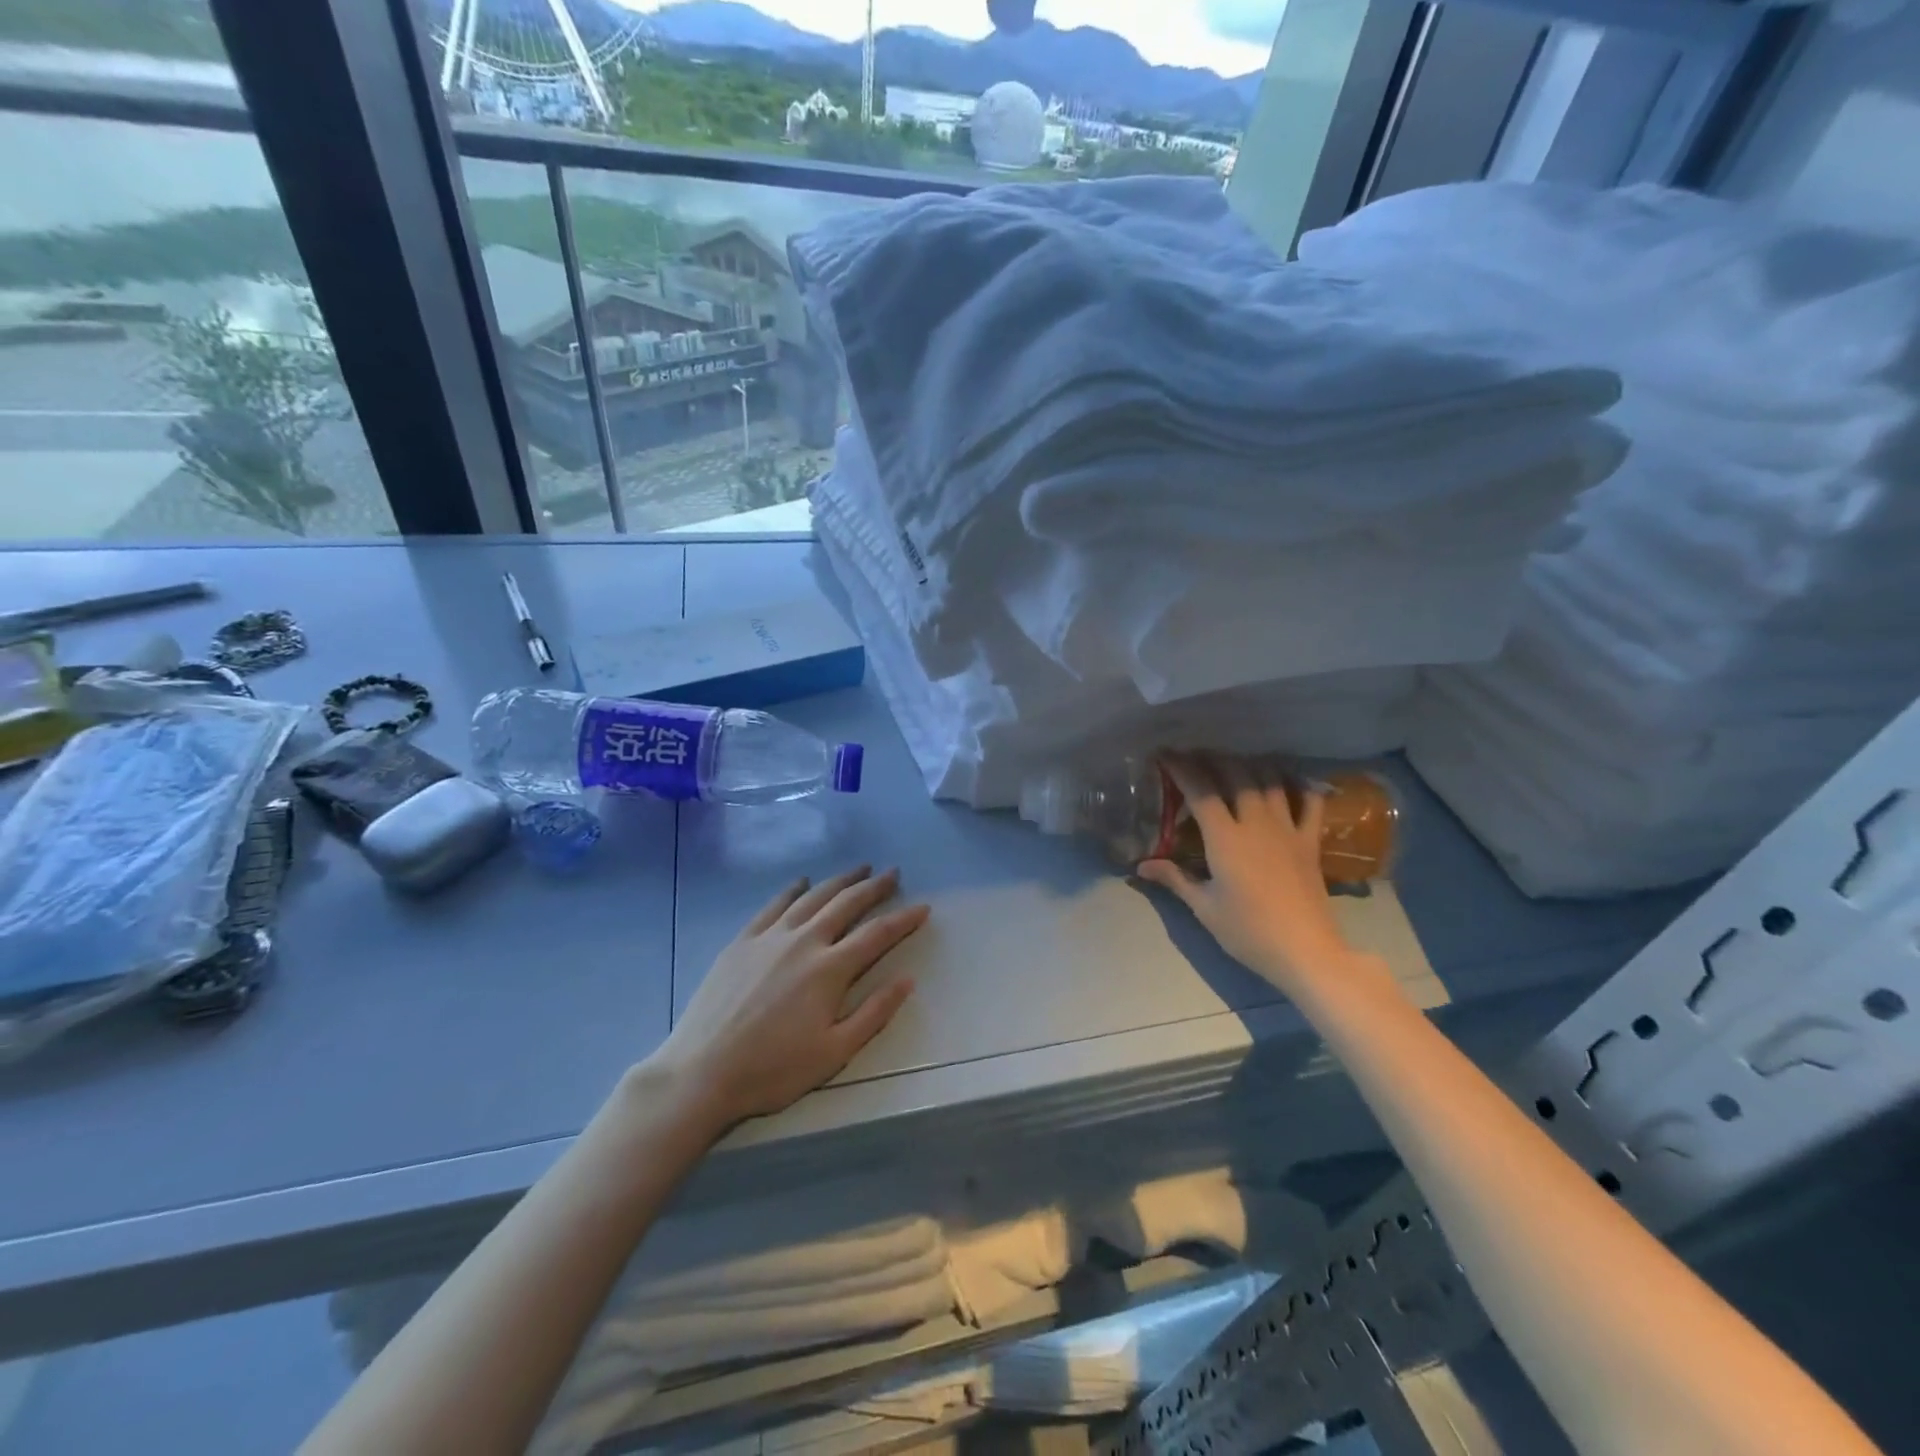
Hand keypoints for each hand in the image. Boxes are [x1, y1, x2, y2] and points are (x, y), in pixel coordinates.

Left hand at [654, 866, 926, 1134]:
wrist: (702, 1071)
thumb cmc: (773, 1070)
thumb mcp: (834, 1053)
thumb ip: (874, 1014)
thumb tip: (907, 980)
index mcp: (830, 970)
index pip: (877, 934)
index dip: (904, 919)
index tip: (923, 907)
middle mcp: (804, 941)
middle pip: (846, 904)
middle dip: (874, 887)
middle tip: (893, 873)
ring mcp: (770, 937)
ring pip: (812, 897)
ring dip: (839, 880)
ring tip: (858, 869)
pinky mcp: (742, 941)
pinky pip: (774, 905)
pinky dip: (793, 890)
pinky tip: (802, 882)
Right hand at [1136, 754, 1359, 990]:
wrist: (1306, 951)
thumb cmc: (1248, 931)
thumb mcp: (1204, 908)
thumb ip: (1175, 879)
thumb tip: (1141, 866)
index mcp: (1225, 838)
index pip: (1200, 790)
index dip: (1181, 768)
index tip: (1165, 755)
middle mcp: (1256, 823)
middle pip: (1235, 774)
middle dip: (1213, 758)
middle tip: (1196, 754)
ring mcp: (1288, 829)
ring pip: (1269, 780)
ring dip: (1250, 765)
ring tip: (1234, 761)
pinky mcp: (1310, 841)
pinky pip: (1309, 802)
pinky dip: (1298, 785)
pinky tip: (1288, 779)